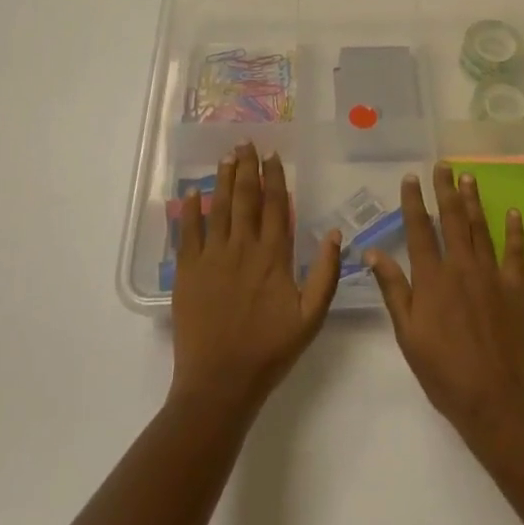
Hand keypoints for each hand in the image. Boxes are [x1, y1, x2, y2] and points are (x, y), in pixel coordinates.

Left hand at [170, 142, 341, 416]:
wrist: (220, 382)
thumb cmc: (270, 350)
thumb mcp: (311, 316)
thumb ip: (326, 274)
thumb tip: (336, 234)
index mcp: (274, 256)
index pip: (276, 206)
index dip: (275, 178)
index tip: (273, 155)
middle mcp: (243, 247)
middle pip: (246, 198)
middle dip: (247, 167)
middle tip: (245, 142)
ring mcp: (212, 257)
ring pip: (219, 208)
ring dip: (223, 180)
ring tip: (226, 156)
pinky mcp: (188, 271)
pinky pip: (188, 232)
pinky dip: (191, 210)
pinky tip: (193, 192)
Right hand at [365, 164, 523, 441]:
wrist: (496, 399)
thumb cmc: (444, 372)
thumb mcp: (407, 334)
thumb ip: (393, 290)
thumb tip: (373, 252)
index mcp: (432, 278)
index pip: (420, 230)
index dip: (414, 202)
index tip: (411, 178)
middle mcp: (461, 267)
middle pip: (453, 220)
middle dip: (446, 190)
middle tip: (444, 165)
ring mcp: (492, 275)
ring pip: (481, 228)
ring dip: (474, 201)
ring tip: (469, 178)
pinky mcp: (517, 288)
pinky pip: (516, 252)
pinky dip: (514, 230)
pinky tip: (511, 212)